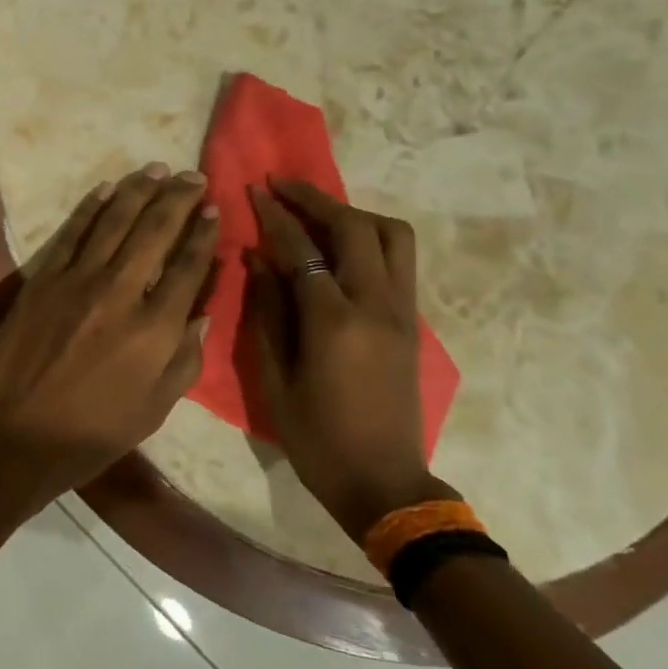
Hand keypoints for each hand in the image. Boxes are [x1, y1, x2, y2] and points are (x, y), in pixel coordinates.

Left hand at [0, 164, 219, 509]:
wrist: (14, 433)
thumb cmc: (90, 433)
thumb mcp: (154, 409)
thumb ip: (184, 359)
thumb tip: (201, 312)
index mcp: (155, 330)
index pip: (188, 267)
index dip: (204, 233)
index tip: (214, 209)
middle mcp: (121, 293)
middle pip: (155, 231)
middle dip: (178, 198)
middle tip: (193, 176)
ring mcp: (77, 280)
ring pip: (115, 221)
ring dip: (139, 190)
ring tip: (157, 169)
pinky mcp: (43, 278)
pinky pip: (72, 232)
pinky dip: (91, 207)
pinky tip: (107, 188)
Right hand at [247, 179, 456, 543]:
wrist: (384, 482)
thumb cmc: (316, 438)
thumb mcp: (275, 379)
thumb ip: (267, 312)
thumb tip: (258, 259)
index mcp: (334, 322)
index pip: (303, 249)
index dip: (276, 215)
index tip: (255, 189)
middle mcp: (376, 305)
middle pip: (355, 227)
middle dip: (316, 199)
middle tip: (283, 186)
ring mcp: (402, 311)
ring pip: (391, 235)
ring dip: (352, 213)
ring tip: (317, 213)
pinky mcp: (412, 322)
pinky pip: (399, 259)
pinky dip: (369, 237)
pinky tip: (339, 247)